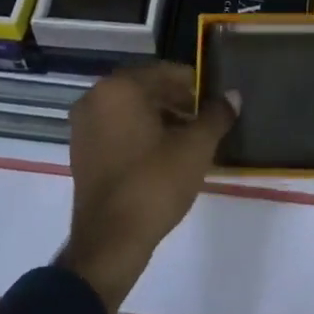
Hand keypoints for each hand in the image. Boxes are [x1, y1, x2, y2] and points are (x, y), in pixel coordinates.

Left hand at [58, 63, 234, 310]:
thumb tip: (233, 96)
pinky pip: (116, 128)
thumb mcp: (196, 147)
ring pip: (130, 109)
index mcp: (120, 88)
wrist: (110, 241)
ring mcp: (83, 126)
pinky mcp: (81, 151)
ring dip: (159, 117)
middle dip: (177, 100)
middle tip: (205, 119)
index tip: (214, 101)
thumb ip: (216, 116)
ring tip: (188, 138)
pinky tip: (163, 153)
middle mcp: (95, 98)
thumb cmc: (154, 183)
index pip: (165, 72)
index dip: (194, 84)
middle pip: (145, 89)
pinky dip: (139, 132)